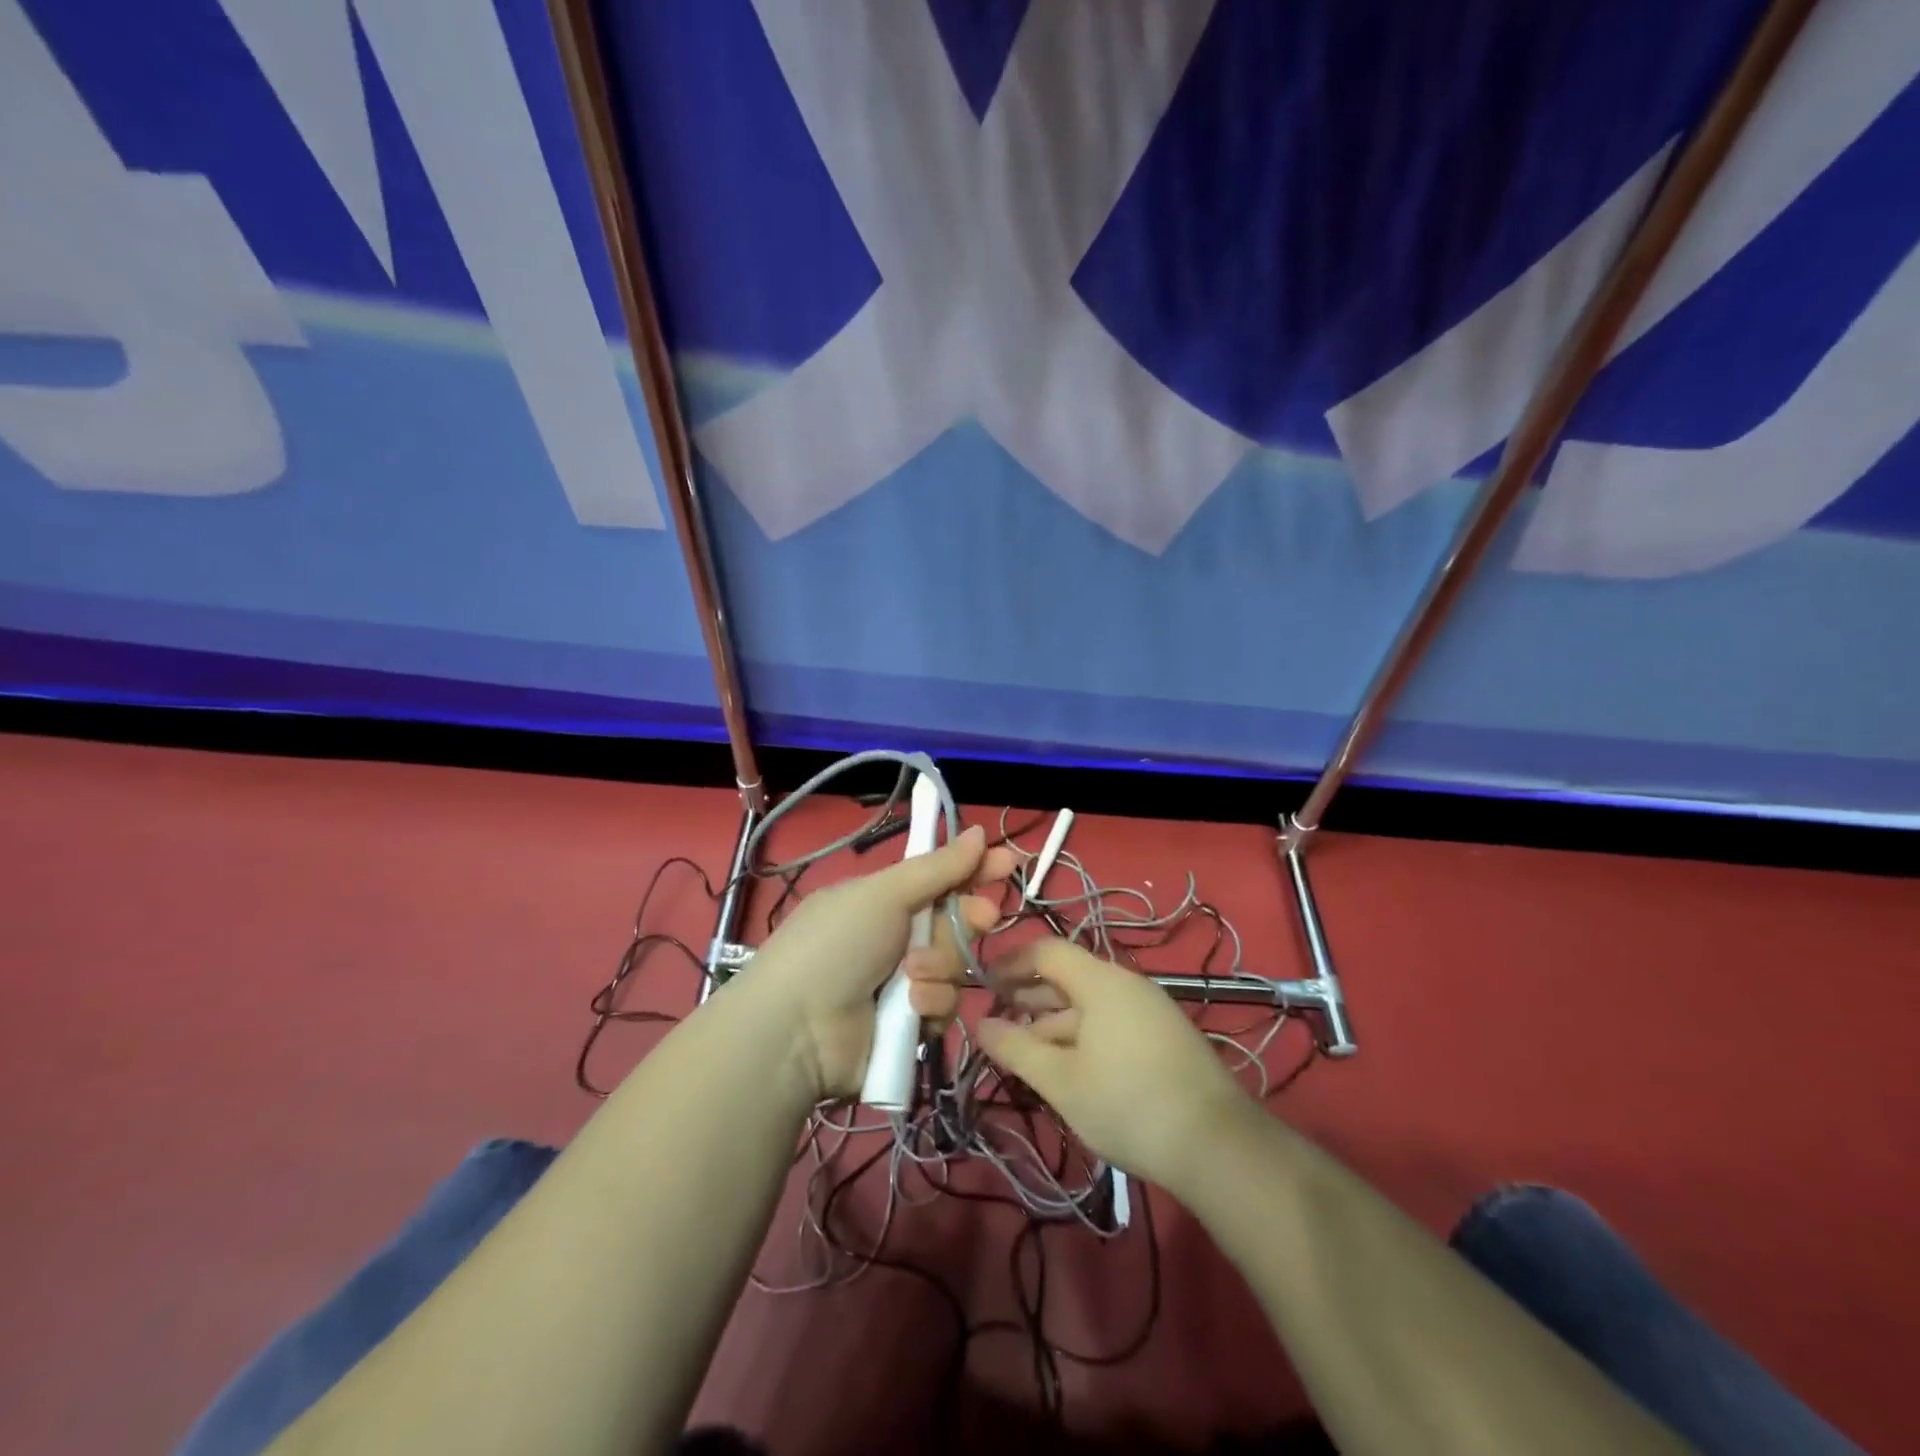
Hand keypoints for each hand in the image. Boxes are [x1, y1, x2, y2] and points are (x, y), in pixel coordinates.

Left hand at [738, 824, 1015, 1100]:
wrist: (798, 1029)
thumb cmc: (837, 944)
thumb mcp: (883, 894)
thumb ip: (936, 867)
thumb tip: (977, 832)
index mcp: (882, 900)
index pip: (939, 878)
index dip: (974, 869)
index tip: (1008, 861)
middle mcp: (894, 938)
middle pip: (954, 921)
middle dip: (968, 918)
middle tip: (983, 917)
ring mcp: (902, 983)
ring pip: (954, 965)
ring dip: (941, 966)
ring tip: (910, 976)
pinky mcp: (910, 1026)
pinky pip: (943, 1005)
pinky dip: (930, 1004)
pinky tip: (910, 1009)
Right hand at [976, 938, 1254, 1188]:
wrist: (1217, 1145)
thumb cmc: (1127, 1104)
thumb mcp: (1061, 1080)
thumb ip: (1016, 1048)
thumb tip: (980, 1023)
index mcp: (1101, 981)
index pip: (1046, 951)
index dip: (1010, 962)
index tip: (982, 983)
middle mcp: (1127, 984)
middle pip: (1068, 976)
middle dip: (1028, 995)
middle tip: (996, 1021)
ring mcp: (1150, 1010)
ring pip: (1089, 1003)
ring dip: (1053, 1020)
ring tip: (1024, 1048)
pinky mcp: (1164, 1037)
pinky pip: (1111, 1021)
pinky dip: (1081, 1034)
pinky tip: (1067, 1065)